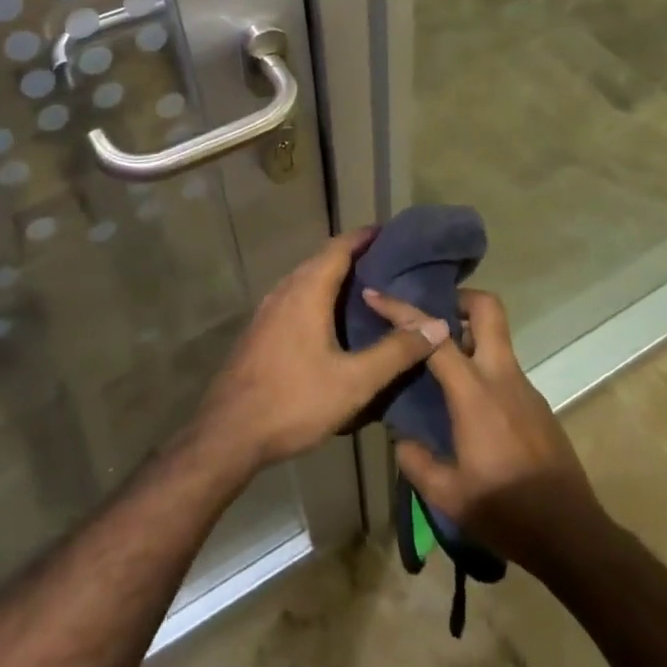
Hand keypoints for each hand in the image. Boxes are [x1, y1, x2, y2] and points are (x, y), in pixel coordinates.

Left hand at [190, 230, 450, 477]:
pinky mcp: (261, 330)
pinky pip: (296, 299)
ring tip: (369, 290)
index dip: (366, 237)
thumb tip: (437, 325)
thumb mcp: (354, 381)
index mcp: (307, 290)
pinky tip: (334, 321)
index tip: (393, 233)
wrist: (229, 433)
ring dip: (335, 277)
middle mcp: (285, 290)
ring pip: (306, 280)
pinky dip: (319, 296)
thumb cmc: (294, 401)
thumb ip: (396, 351)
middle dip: (355, 256)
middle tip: (390, 264)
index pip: (340, 247)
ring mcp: (268, 310)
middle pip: (322, 260)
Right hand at [364, 287, 602, 574]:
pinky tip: (465, 403)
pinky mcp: (537, 405)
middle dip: (457, 298)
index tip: (376, 296)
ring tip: (437, 363)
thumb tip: (401, 438)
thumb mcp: (447, 495)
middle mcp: (502, 377)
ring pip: (496, 338)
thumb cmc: (506, 512)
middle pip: (488, 309)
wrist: (572, 537)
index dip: (402, 310)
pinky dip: (480, 368)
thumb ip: (416, 461)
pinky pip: (503, 368)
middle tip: (428, 316)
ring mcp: (525, 388)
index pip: (435, 337)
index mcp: (475, 393)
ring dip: (467, 336)